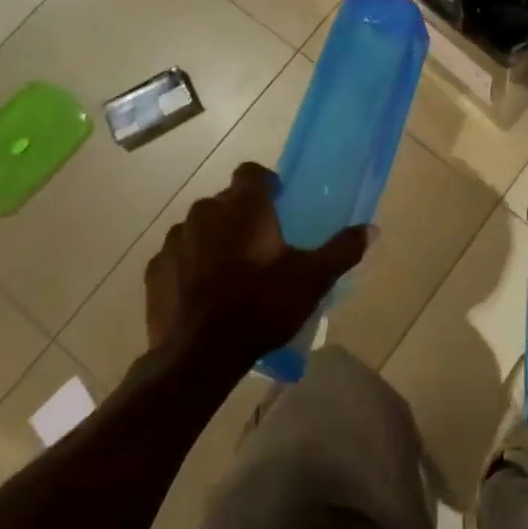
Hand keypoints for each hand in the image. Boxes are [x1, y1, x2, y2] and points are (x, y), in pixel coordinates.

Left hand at [145, 163, 371, 367]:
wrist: (198, 356)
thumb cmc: (261, 306)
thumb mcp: (312, 280)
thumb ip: (342, 250)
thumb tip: (372, 229)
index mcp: (243, 206)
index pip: (251, 172)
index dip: (265, 183)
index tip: (278, 204)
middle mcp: (205, 212)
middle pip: (226, 201)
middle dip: (241, 215)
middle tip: (261, 246)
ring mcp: (175, 240)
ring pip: (200, 227)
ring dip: (214, 239)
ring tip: (230, 271)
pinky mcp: (155, 270)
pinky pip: (178, 255)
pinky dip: (190, 264)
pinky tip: (203, 292)